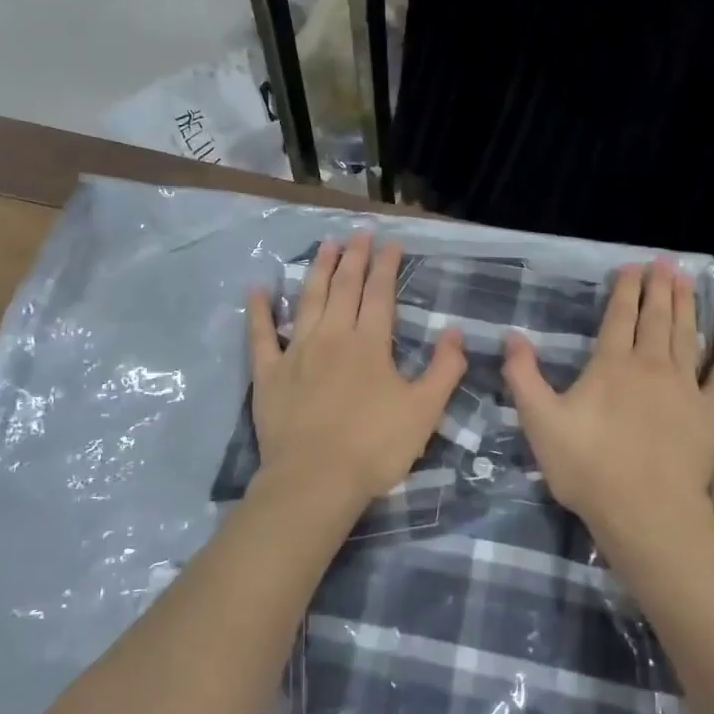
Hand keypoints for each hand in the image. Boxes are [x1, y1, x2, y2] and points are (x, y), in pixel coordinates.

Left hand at [247, 232, 466, 508]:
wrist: (315, 480)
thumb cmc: (375, 447)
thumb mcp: (425, 410)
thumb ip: (444, 369)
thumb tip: (456, 332)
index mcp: (370, 344)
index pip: (380, 294)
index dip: (386, 266)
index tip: (390, 242)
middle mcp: (333, 336)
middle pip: (344, 287)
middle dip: (354, 257)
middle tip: (358, 233)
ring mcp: (296, 352)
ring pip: (308, 300)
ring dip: (317, 270)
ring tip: (324, 244)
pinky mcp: (269, 374)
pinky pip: (260, 335)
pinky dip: (258, 311)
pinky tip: (257, 288)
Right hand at [503, 260, 713, 554]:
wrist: (646, 511)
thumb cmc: (588, 466)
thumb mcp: (540, 422)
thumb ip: (523, 376)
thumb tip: (511, 335)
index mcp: (612, 364)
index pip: (619, 315)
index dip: (625, 288)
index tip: (631, 265)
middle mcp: (652, 365)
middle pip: (656, 317)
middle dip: (659, 286)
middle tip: (664, 261)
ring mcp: (687, 387)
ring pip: (687, 336)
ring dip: (687, 305)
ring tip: (687, 279)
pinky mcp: (712, 413)